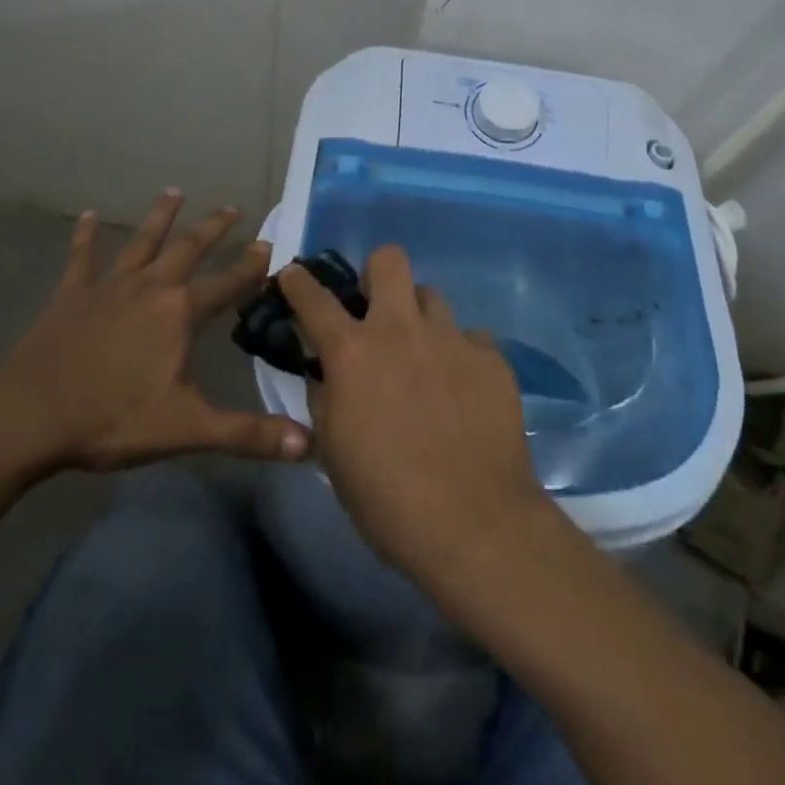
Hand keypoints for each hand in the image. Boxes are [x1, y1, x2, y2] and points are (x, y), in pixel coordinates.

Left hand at [0, 191, 311, 474]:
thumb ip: (248, 434)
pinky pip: (81, 257)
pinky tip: (88, 215)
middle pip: (188, 248)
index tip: (270, 245)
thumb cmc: (112, 419)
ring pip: (142, 242)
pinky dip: (86, 235)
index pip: (227, 283)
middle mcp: (150, 287)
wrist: (30, 416)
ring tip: (174, 191)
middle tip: (232, 207)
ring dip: (160, 216)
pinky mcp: (71, 294)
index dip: (251, 266)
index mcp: (179, 313)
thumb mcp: (186, 429)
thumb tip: (308, 445)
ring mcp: (108, 286)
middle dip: (213, 228)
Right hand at [279, 246, 547, 583]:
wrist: (475, 524)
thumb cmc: (388, 498)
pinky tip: (463, 389)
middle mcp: (400, 330)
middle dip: (377, 275)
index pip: (314, 298)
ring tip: (424, 356)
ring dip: (419, 318)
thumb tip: (325, 371)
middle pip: (389, 260)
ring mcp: (451, 339)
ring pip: (432, 296)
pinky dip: (461, 355)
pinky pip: (471, 338)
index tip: (293, 274)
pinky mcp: (491, 358)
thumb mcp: (333, 452)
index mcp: (353, 353)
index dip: (298, 281)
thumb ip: (325, 397)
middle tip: (376, 310)